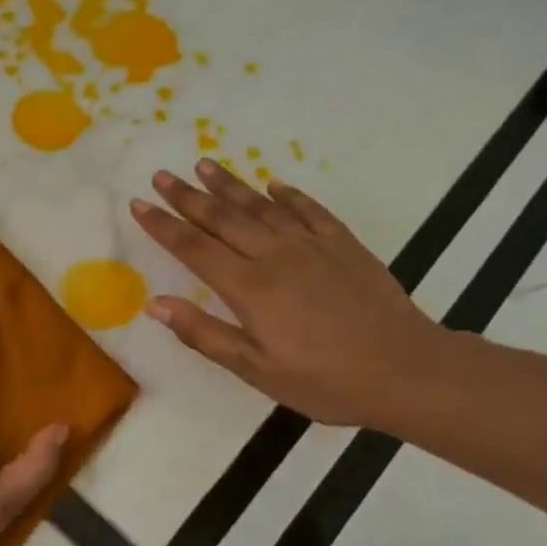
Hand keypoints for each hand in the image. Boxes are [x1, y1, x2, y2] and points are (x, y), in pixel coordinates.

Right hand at [130, 160, 448, 429]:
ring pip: (261, 206)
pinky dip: (288, 194)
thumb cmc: (325, 380)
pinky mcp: (344, 245)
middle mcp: (275, 256)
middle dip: (187, 196)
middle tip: (162, 175)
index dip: (163, 225)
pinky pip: (309, 210)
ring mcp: (312, 245)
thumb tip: (155, 304)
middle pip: (222, 218)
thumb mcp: (257, 370)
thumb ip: (204, 334)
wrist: (407, 370)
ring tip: (205, 164)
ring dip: (230, 185)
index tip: (139, 204)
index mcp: (249, 288)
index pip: (194, 248)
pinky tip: (274, 184)